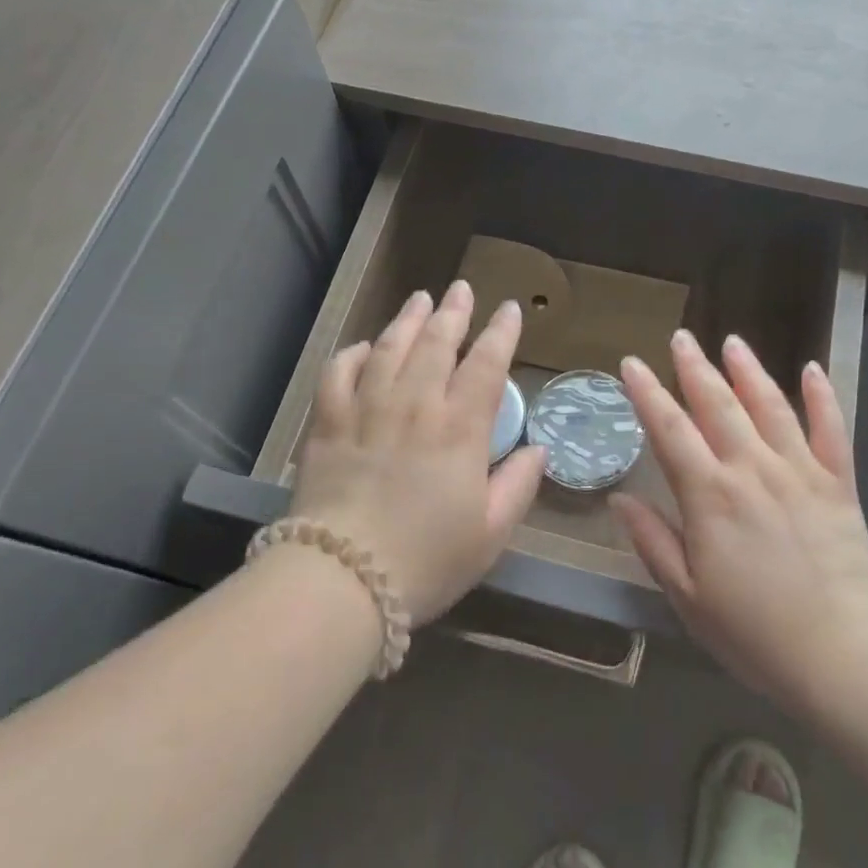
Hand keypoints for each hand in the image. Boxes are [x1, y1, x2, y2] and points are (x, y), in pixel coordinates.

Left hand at [289, 281, 547, 623]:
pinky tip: (365, 347)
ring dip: (408, 319)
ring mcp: (367, 409)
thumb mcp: (491, 533)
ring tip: (420, 298)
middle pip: (436, 344)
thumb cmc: (427, 560)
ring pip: (390, 348)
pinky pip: (338, 373)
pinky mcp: (328, 423)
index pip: (486, 365)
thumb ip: (518, 485)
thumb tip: (539, 449)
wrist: (343, 578)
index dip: (501, 333)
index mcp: (459, 429)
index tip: (509, 309)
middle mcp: (415, 406)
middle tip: (461, 289)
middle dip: (453, 312)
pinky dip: (353, 354)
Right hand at [612, 330, 867, 708]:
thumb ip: (653, 541)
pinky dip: (822, 397)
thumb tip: (621, 499)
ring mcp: (800, 472)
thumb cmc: (753, 633)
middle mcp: (752, 470)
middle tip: (681, 337)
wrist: (843, 655)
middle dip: (695, 368)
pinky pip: (831, 430)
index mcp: (709, 496)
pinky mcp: (839, 485)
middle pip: (718, 405)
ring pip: (770, 406)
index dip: (647, 394)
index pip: (670, 430)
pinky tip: (812, 369)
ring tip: (733, 342)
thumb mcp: (686, 595)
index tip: (631, 364)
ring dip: (749, 370)